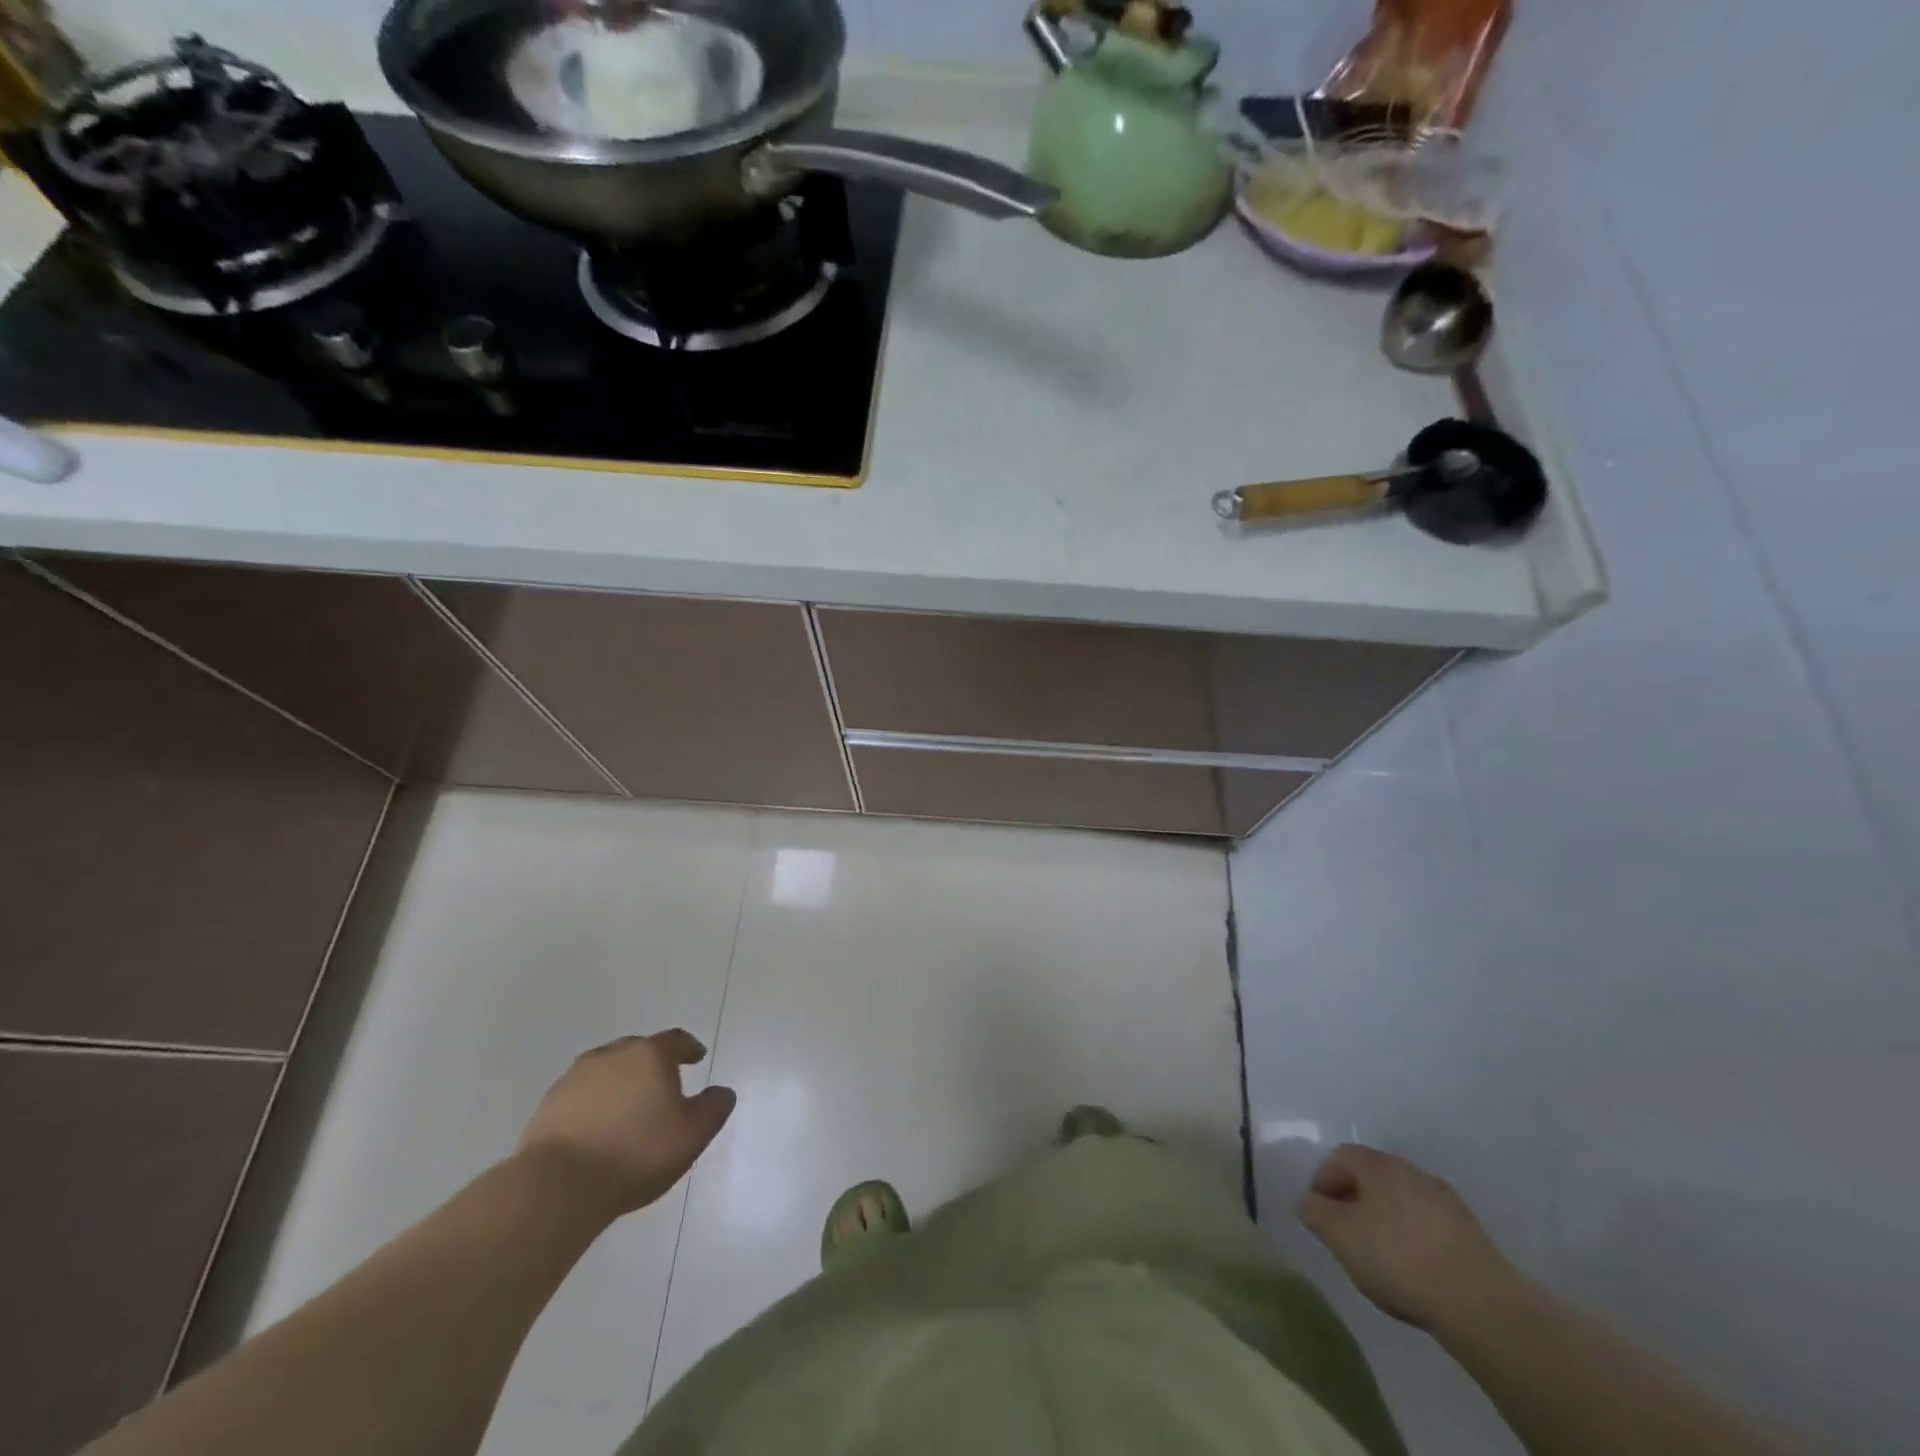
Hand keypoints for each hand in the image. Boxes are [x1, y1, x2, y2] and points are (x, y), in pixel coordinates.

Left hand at [517, 1031, 734, 1220]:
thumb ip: (714, 1108)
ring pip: (606, 1070)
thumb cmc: (636, 1153)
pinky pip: (580, 1095)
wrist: (557, 1186)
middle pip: (638, 1050)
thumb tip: (722, 1092)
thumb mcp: (692, 1135)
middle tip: (661, 1086)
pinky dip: (593, 1103)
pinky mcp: (548, 1104)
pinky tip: (596, 1128)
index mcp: (650, 1055)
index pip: (676, 1040)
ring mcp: (575, 1077)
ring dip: (619, 1082)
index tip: (696, 1058)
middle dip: (652, 1064)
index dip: (689, 1048)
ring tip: (626, 1108)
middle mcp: (613, 1055)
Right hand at [1298, 1144, 1518, 1330]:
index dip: (1323, 1181)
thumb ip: (1315, 1212)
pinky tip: (1415, 1272)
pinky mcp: (1472, 1234)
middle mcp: (1413, 1172)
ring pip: (1402, 1202)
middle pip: (1372, 1178)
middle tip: (1346, 1236)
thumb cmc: (1398, 1259)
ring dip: (1385, 1221)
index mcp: (1380, 1165)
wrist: (1482, 1305)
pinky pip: (1428, 1226)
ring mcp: (1447, 1202)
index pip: (1340, 1157)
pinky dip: (1414, 1240)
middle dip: (1354, 1202)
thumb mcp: (1340, 1236)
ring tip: (1380, 1259)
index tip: (1319, 1215)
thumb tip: (1308, 1201)